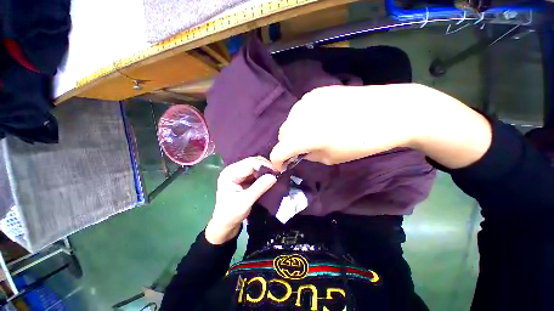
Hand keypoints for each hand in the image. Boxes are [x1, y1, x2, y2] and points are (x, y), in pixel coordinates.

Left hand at [205, 157, 276, 243]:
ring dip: (265, 169)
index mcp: (230, 173)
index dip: (264, 165)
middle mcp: (233, 169)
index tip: (277, 171)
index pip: (249, 163)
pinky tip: (270, 177)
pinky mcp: (243, 178)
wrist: (225, 225)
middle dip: (265, 166)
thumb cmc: (231, 214)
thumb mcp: (245, 202)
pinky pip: (255, 172)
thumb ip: (259, 188)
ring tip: (275, 174)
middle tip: (278, 172)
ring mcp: (238, 173)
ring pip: (255, 166)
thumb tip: (274, 176)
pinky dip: (263, 174)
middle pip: (252, 162)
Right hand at [270, 84, 491, 169]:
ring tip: (309, 135)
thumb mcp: (331, 158)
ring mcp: (306, 100)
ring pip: (290, 121)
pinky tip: (318, 120)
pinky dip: (303, 119)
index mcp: (302, 135)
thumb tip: (300, 151)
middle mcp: (299, 115)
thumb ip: (309, 154)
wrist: (389, 111)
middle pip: (282, 134)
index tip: (280, 167)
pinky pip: (301, 110)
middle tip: (298, 152)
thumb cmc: (362, 142)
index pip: (278, 151)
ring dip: (294, 131)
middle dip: (287, 146)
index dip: (277, 161)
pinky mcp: (316, 92)